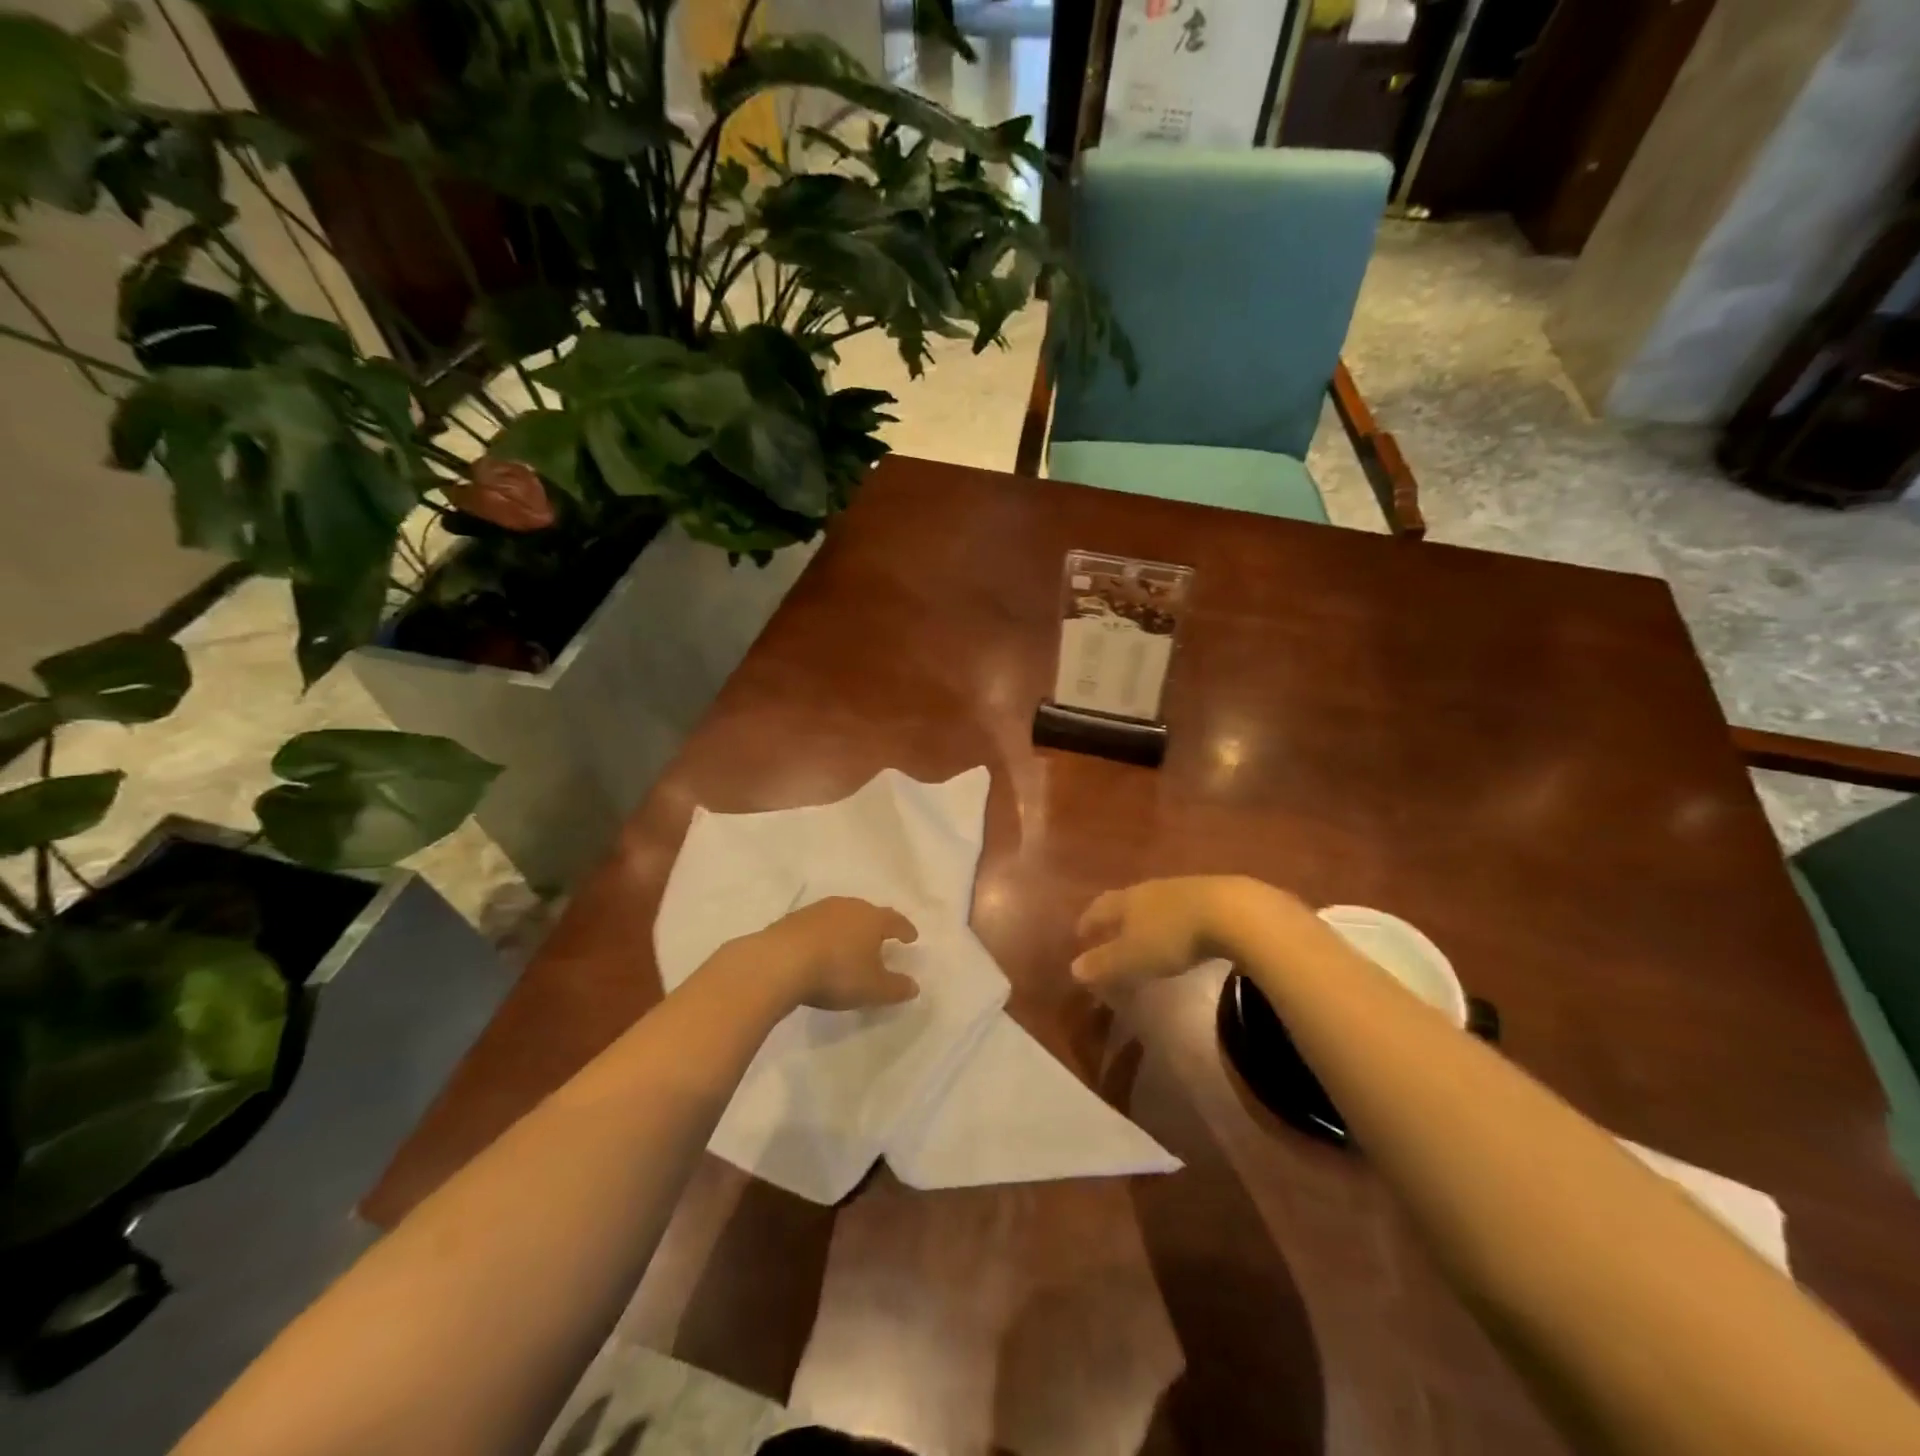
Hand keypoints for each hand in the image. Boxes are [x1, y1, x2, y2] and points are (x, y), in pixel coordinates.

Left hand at [754, 897, 920, 1010]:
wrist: (779, 962)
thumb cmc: (836, 972)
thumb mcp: (872, 988)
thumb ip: (895, 988)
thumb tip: (914, 986)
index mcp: (872, 919)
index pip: (895, 920)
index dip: (905, 929)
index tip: (911, 937)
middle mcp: (848, 907)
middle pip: (867, 913)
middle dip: (876, 926)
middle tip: (881, 938)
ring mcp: (818, 910)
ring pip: (841, 916)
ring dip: (848, 929)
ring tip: (850, 944)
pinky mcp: (793, 919)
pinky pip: (818, 925)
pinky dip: (825, 935)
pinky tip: (820, 949)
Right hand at [1072, 876, 1304, 995]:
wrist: (1233, 912)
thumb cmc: (1173, 936)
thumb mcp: (1133, 958)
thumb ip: (1104, 963)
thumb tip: (1073, 968)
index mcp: (1127, 900)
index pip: (1100, 907)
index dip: (1088, 920)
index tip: (1080, 933)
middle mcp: (1151, 889)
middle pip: (1127, 901)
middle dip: (1116, 917)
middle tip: (1110, 932)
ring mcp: (1184, 889)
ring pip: (1156, 902)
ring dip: (1147, 918)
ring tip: (1146, 934)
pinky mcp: (1214, 896)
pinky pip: (1184, 908)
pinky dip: (1175, 920)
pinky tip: (1184, 933)